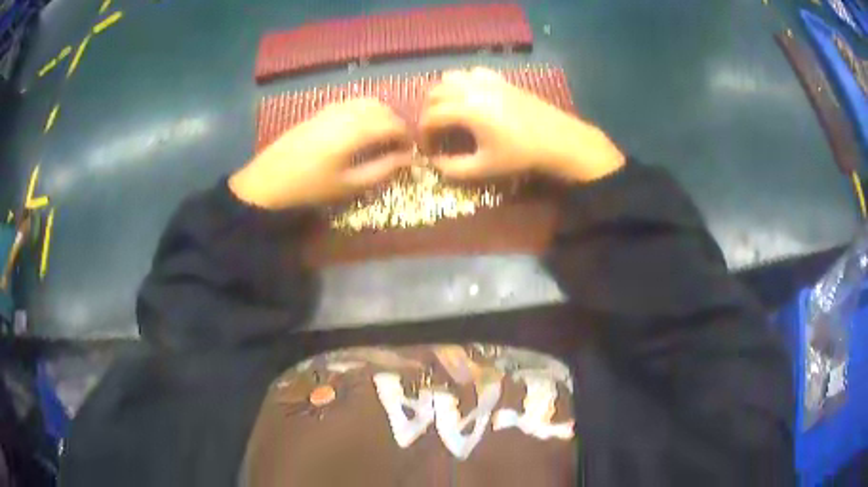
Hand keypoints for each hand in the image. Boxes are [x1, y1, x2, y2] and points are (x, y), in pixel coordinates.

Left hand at [229, 98, 410, 208]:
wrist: (267, 181)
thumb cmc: (310, 188)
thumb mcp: (349, 185)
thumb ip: (383, 169)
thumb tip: (410, 160)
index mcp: (355, 130)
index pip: (394, 124)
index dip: (408, 137)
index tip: (411, 153)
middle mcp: (346, 112)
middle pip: (382, 109)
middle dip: (396, 124)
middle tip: (398, 146)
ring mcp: (331, 108)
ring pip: (367, 102)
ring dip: (381, 116)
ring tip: (381, 138)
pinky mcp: (319, 111)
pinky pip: (351, 103)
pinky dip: (364, 112)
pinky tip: (358, 130)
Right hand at [420, 68, 624, 181]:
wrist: (557, 139)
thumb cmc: (520, 154)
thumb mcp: (485, 167)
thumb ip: (454, 168)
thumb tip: (434, 164)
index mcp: (466, 110)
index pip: (430, 117)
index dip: (423, 134)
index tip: (428, 149)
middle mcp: (471, 89)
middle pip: (434, 92)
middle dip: (428, 112)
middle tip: (435, 132)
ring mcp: (487, 80)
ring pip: (450, 77)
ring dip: (443, 93)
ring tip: (449, 112)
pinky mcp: (500, 79)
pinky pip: (472, 73)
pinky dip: (463, 82)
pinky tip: (471, 97)